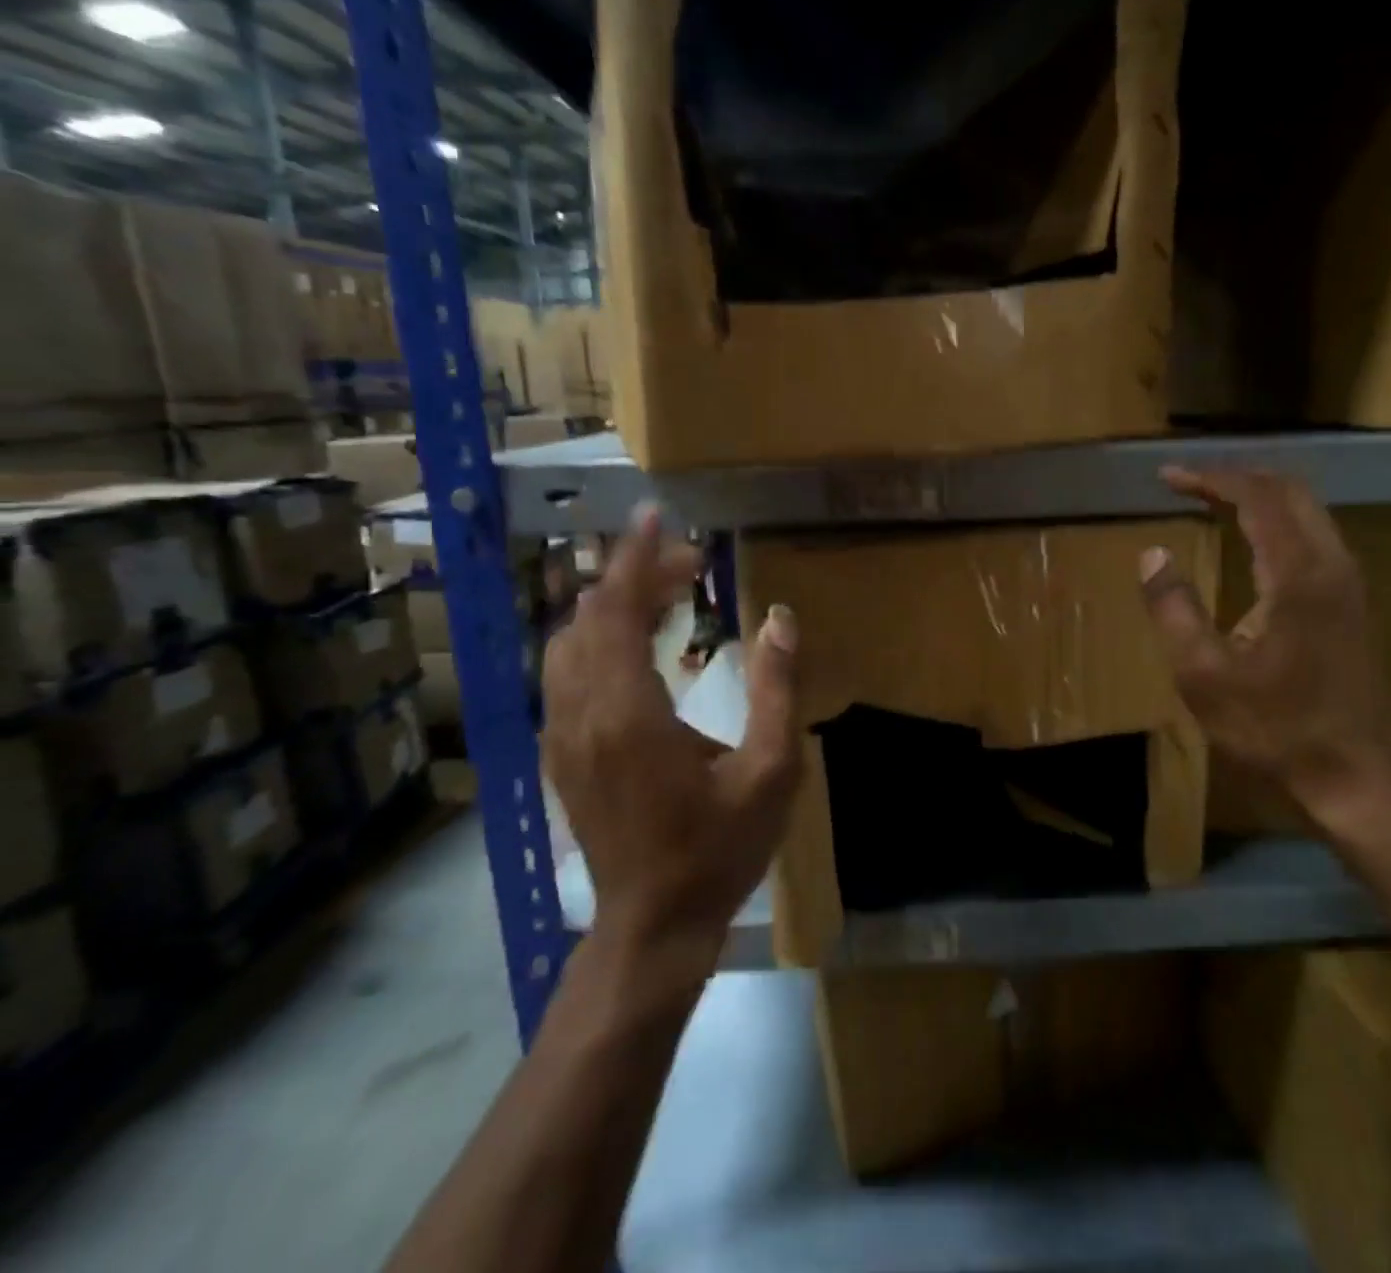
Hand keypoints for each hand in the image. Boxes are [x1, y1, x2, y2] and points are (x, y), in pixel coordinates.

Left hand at [542, 511, 800, 964]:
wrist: (653, 924)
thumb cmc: (719, 848)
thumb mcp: (771, 771)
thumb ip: (779, 689)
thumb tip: (780, 618)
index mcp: (629, 714)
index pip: (617, 611)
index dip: (634, 558)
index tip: (654, 516)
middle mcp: (581, 714)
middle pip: (591, 618)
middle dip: (635, 577)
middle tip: (692, 563)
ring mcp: (561, 735)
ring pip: (569, 643)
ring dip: (614, 606)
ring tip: (669, 593)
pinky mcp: (560, 753)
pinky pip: (567, 672)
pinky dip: (599, 638)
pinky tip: (640, 642)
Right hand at [1139, 467, 1390, 813]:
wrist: (1354, 779)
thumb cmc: (1273, 728)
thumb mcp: (1204, 675)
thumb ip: (1174, 608)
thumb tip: (1153, 554)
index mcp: (1298, 575)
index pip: (1257, 497)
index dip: (1210, 479)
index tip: (1168, 477)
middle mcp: (1333, 565)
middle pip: (1291, 491)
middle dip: (1238, 477)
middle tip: (1190, 483)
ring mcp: (1350, 585)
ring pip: (1309, 512)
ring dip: (1261, 497)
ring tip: (1215, 501)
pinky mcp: (1353, 606)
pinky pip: (1316, 538)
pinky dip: (1279, 522)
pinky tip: (1254, 543)